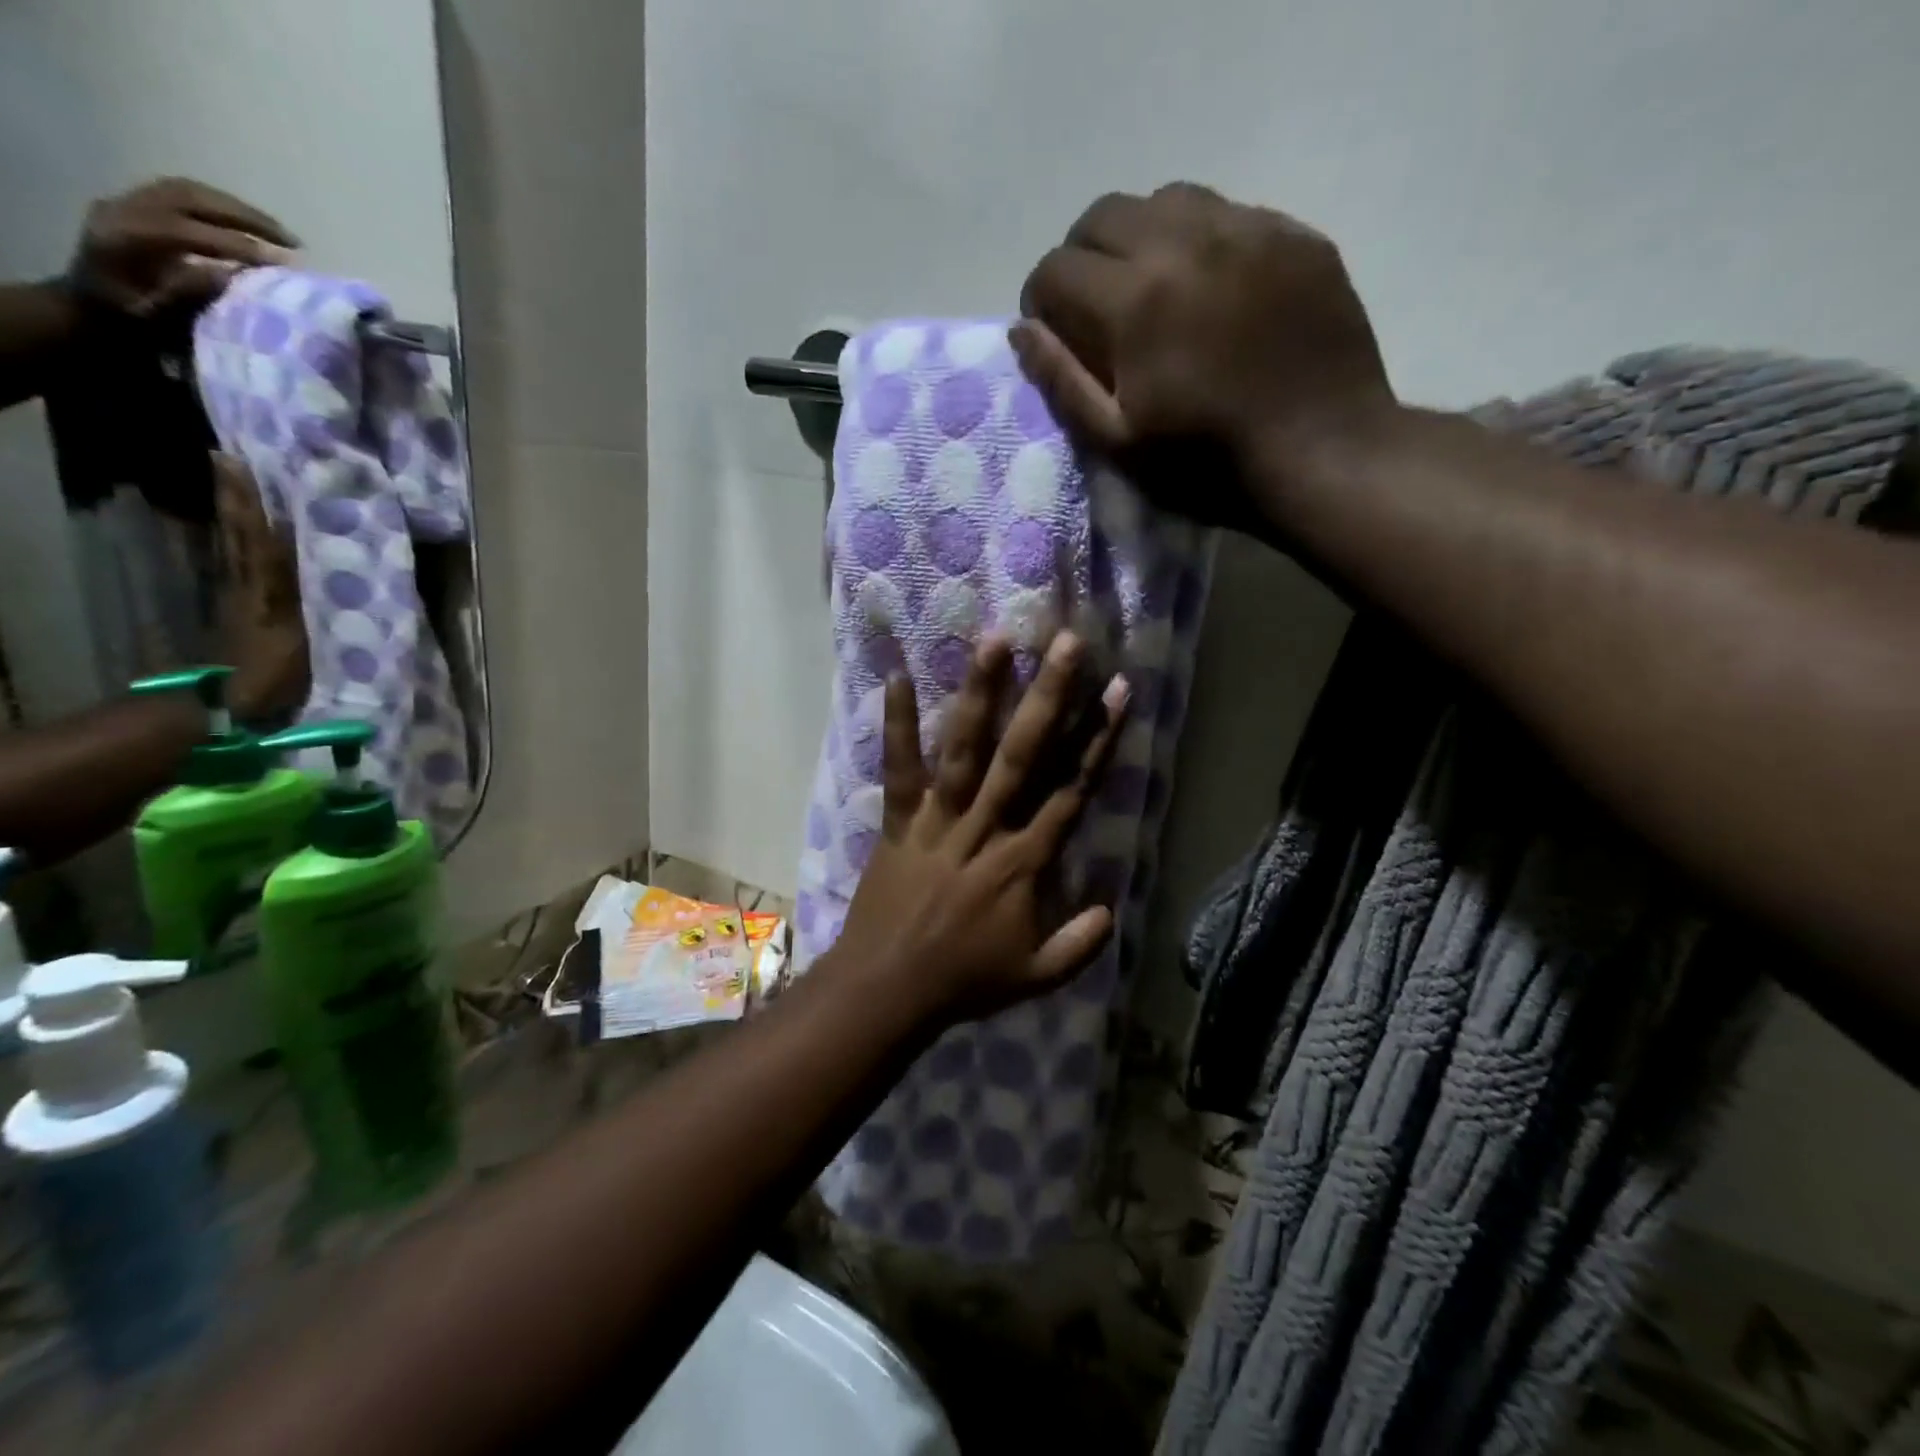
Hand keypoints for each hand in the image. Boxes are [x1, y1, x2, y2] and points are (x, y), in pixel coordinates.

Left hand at [69, 178, 296, 314]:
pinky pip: (184, 194)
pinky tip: (252, 227)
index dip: (238, 245)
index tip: (285, 262)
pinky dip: (224, 207)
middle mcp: (122, 209)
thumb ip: (188, 293)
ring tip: (280, 234)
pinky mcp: (138, 203)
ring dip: (240, 210)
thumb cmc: (127, 321)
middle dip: (247, 219)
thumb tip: (234, 275)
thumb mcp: (156, 316)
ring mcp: (128, 201)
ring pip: (190, 191)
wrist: (88, 306)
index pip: (188, 231)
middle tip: (293, 242)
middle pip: (190, 199)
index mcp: (123, 238)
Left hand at [213, 454, 308, 720]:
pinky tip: (243, 532)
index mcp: (267, 589)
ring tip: (232, 480)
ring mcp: (242, 598)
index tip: (242, 463)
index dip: (252, 503)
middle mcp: (249, 585)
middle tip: (229, 457)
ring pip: (236, 546)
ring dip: (234, 513)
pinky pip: (242, 564)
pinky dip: (239, 540)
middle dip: (236, 497)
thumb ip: (326, 603)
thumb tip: (349, 569)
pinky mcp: (243, 611)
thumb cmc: (283, 674)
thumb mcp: (310, 638)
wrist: (238, 709)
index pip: (260, 537)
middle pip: (241, 534)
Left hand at [827, 631, 1130, 1028]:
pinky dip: (896, 725)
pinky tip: (895, 676)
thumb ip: (1080, 944)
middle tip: (1067, 644)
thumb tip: (1112, 909)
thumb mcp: (1037, 977)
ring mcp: (938, 819)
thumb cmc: (964, 980)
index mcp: (1024, 861)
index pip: (1070, 789)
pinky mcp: (899, 820)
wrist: (888, 989)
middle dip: (1049, 697)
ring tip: (995, 640)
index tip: (1118, 690)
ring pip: (965, 749)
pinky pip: (899, 769)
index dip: (1097, 739)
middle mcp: (985, 826)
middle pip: (1024, 754)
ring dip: (980, 694)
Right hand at [1013, 182, 1395, 534]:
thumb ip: (1062, 382)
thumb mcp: (1119, 443)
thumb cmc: (1208, 464)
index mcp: (1136, 301)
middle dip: (1082, 258)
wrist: (1323, 454)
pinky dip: (1200, 240)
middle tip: (1095, 307)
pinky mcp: (1295, 235)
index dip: (1041, 301)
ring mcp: (1249, 229)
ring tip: (1152, 290)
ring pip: (1166, 200)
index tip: (1053, 332)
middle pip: (1104, 214)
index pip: (1056, 268)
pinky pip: (1228, 211)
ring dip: (1140, 238)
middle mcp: (1187, 242)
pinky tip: (1211, 289)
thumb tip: (1022, 330)